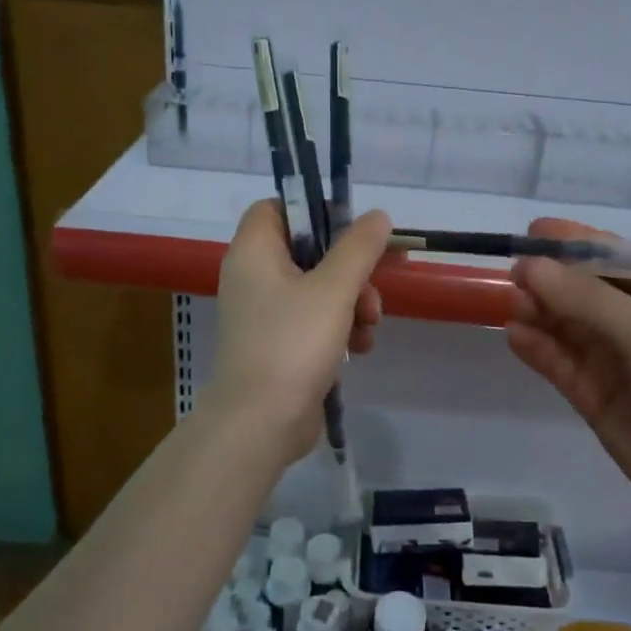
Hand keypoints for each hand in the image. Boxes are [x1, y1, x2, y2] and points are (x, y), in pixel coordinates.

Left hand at [205, 200, 391, 465]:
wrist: (261, 422)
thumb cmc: (293, 343)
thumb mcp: (334, 288)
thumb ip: (358, 247)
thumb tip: (376, 216)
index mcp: (254, 252)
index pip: (275, 208)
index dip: (312, 211)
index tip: (348, 230)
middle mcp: (253, 277)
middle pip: (308, 251)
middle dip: (349, 270)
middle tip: (371, 289)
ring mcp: (264, 313)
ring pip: (318, 288)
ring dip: (351, 302)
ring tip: (368, 327)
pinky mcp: (278, 344)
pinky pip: (313, 321)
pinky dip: (338, 329)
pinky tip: (358, 350)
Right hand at [506, 218, 630, 530]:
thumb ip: (587, 300)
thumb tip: (529, 267)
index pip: (616, 258)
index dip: (576, 243)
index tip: (533, 233)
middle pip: (586, 290)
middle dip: (552, 280)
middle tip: (514, 276)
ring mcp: (617, 360)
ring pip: (568, 326)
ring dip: (540, 313)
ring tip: (511, 305)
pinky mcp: (596, 396)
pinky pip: (561, 363)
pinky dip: (538, 349)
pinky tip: (515, 336)